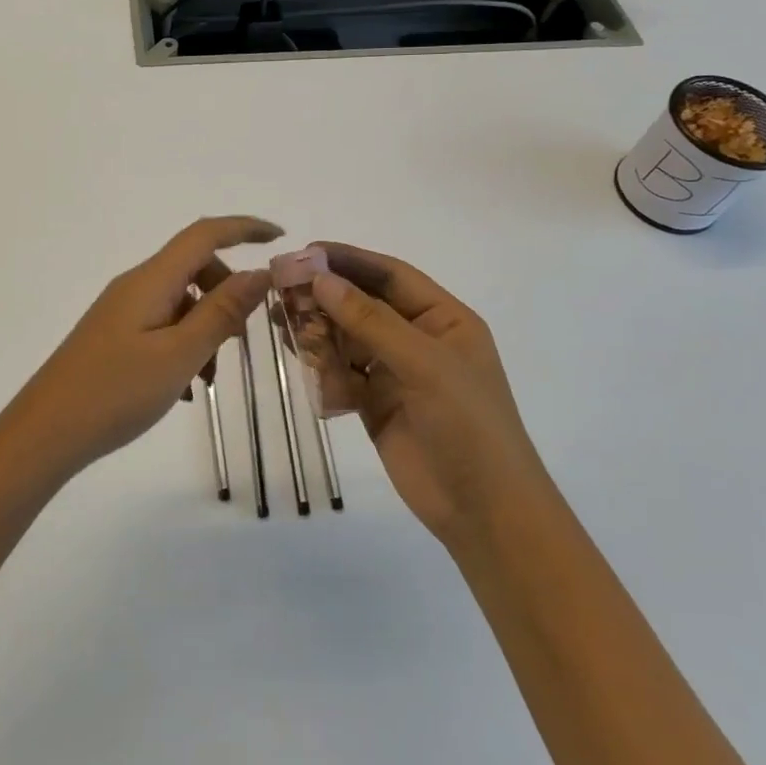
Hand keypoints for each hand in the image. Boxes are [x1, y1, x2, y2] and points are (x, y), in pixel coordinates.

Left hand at [6, 217, 281, 479]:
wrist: (45, 433)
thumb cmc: (115, 392)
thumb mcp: (179, 355)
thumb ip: (221, 312)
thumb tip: (258, 273)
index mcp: (152, 280)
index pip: (205, 234)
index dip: (244, 228)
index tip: (279, 237)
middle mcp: (136, 286)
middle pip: (194, 267)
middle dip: (227, 294)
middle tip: (242, 339)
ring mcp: (123, 311)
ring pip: (181, 301)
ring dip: (206, 328)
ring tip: (207, 378)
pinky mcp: (115, 335)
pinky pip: (163, 325)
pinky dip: (184, 345)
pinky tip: (184, 389)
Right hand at [310, 244, 539, 546]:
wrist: (485, 513)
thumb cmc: (468, 425)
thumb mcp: (424, 364)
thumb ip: (370, 320)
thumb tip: (320, 279)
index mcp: (444, 319)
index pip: (391, 275)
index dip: (349, 260)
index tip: (305, 252)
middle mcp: (419, 339)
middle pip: (364, 304)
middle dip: (326, 295)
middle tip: (281, 287)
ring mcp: (396, 373)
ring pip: (348, 338)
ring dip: (318, 328)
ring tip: (280, 320)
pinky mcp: (376, 404)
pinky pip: (342, 373)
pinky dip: (322, 365)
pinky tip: (299, 358)